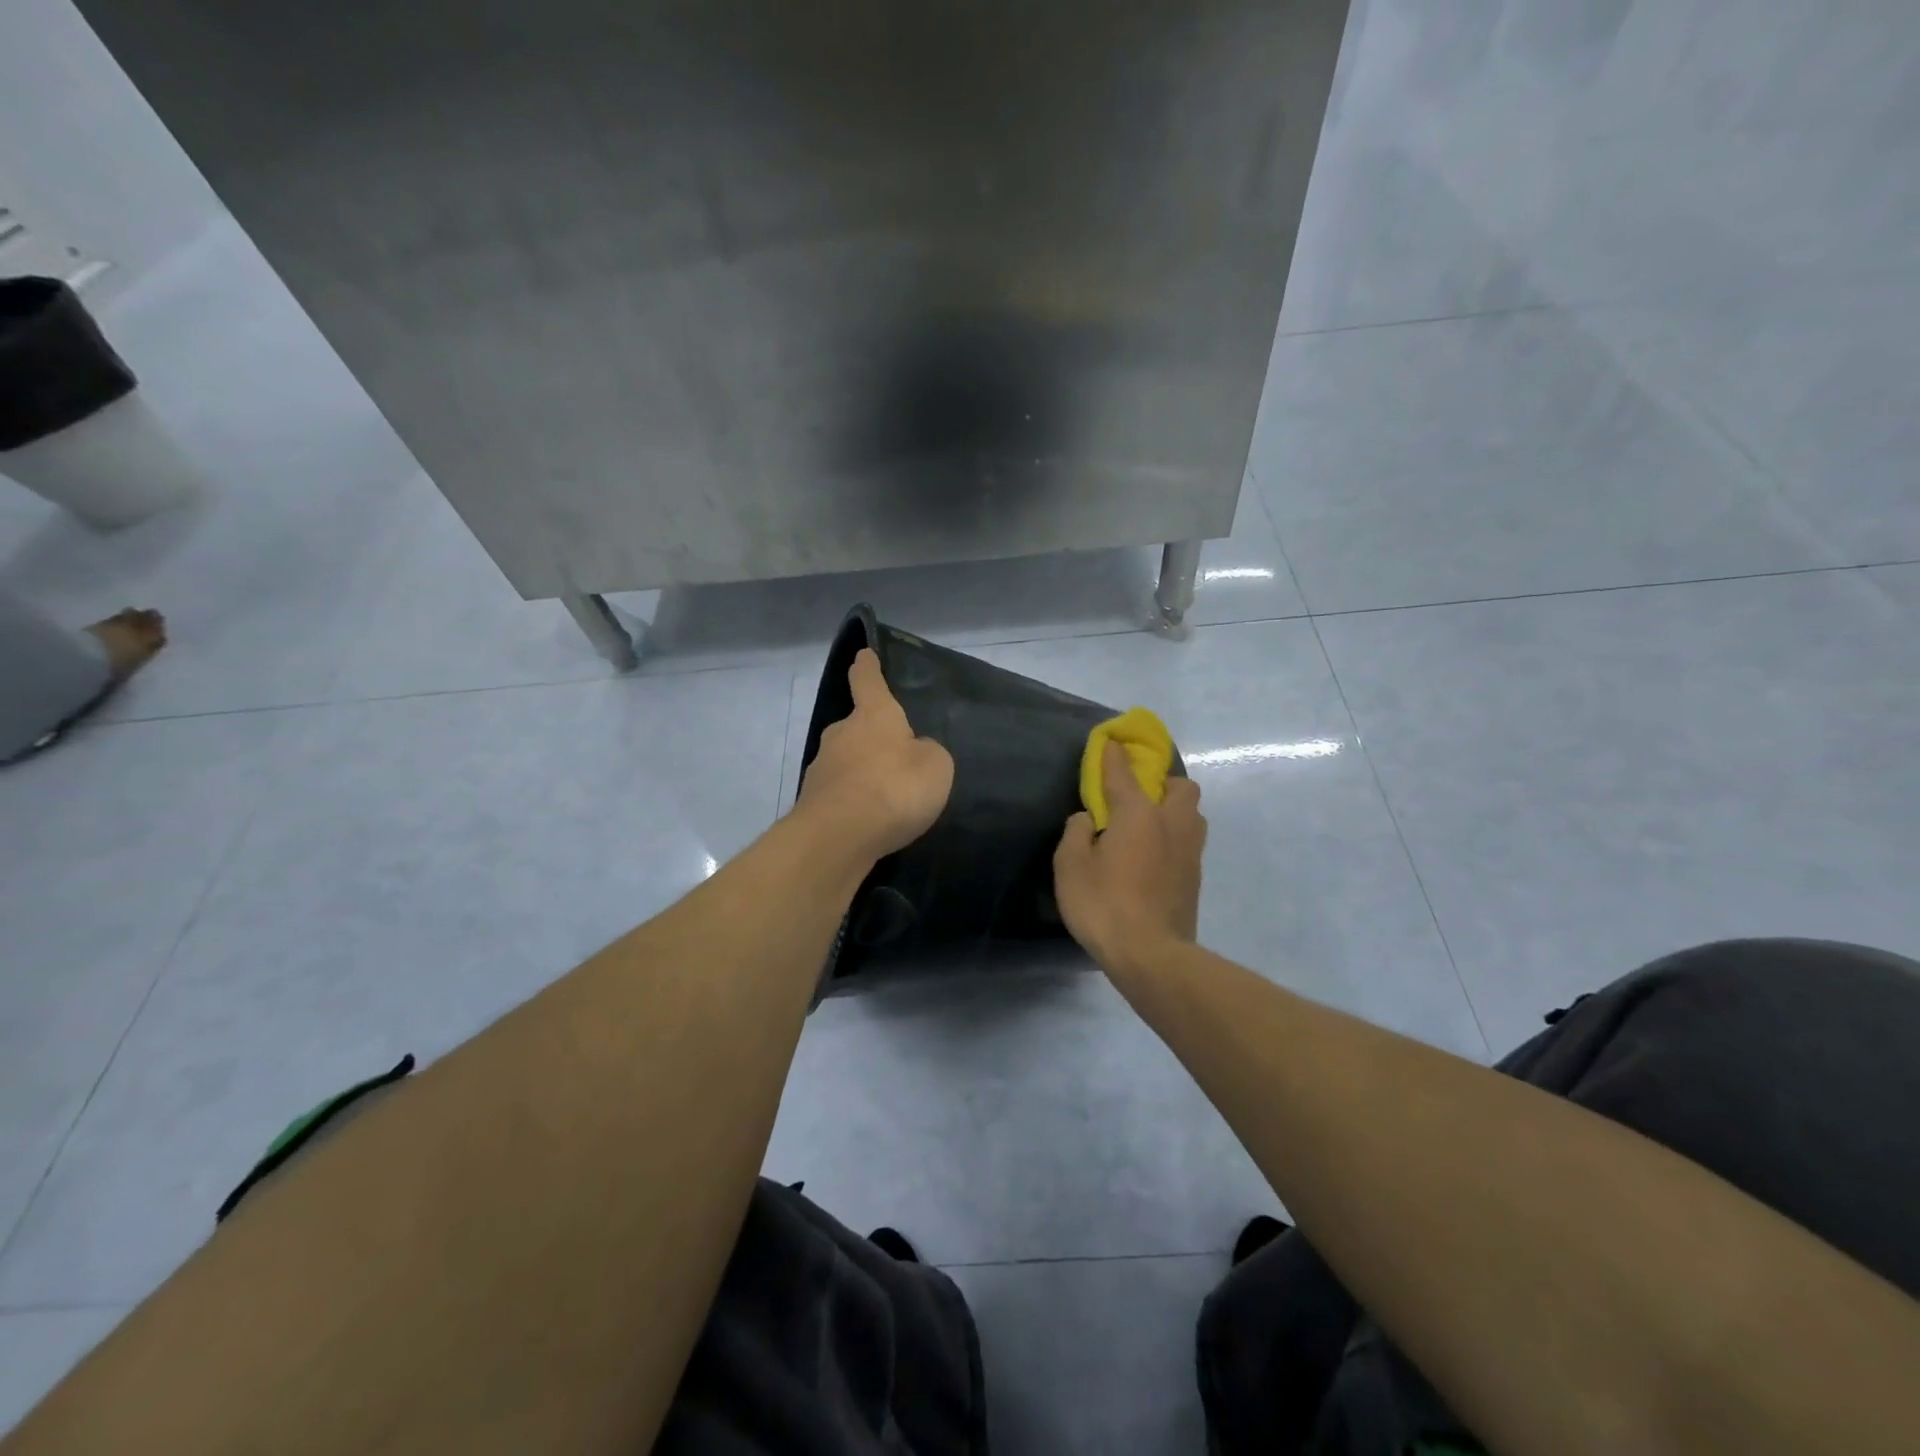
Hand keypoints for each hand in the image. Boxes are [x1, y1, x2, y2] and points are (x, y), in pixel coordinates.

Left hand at [796, 649, 954, 860]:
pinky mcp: (813, 802)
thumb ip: (928, 753)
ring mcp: (822, 768)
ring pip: (847, 761)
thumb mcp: (935, 766)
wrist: (838, 838)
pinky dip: (854, 801)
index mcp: (873, 716)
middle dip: (873, 736)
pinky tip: (871, 820)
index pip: (868, 681)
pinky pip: (841, 793)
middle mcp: (841, 734)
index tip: (863, 655)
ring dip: (863, 772)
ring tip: (887, 796)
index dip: (868, 668)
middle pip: (857, 726)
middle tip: (895, 754)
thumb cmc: (894, 788)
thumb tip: (913, 752)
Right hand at [1054, 741, 1206, 975]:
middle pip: (1182, 787)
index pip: (1125, 773)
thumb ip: (1077, 833)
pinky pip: (1189, 843)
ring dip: (1174, 811)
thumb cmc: (1104, 904)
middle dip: (1163, 782)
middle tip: (1138, 797)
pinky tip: (1153, 857)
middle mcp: (1171, 824)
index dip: (1114, 755)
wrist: (1151, 955)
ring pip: (1192, 815)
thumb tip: (1088, 820)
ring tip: (1148, 827)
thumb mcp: (1071, 866)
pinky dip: (1174, 839)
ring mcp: (1189, 852)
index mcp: (1139, 814)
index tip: (1110, 742)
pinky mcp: (1195, 879)